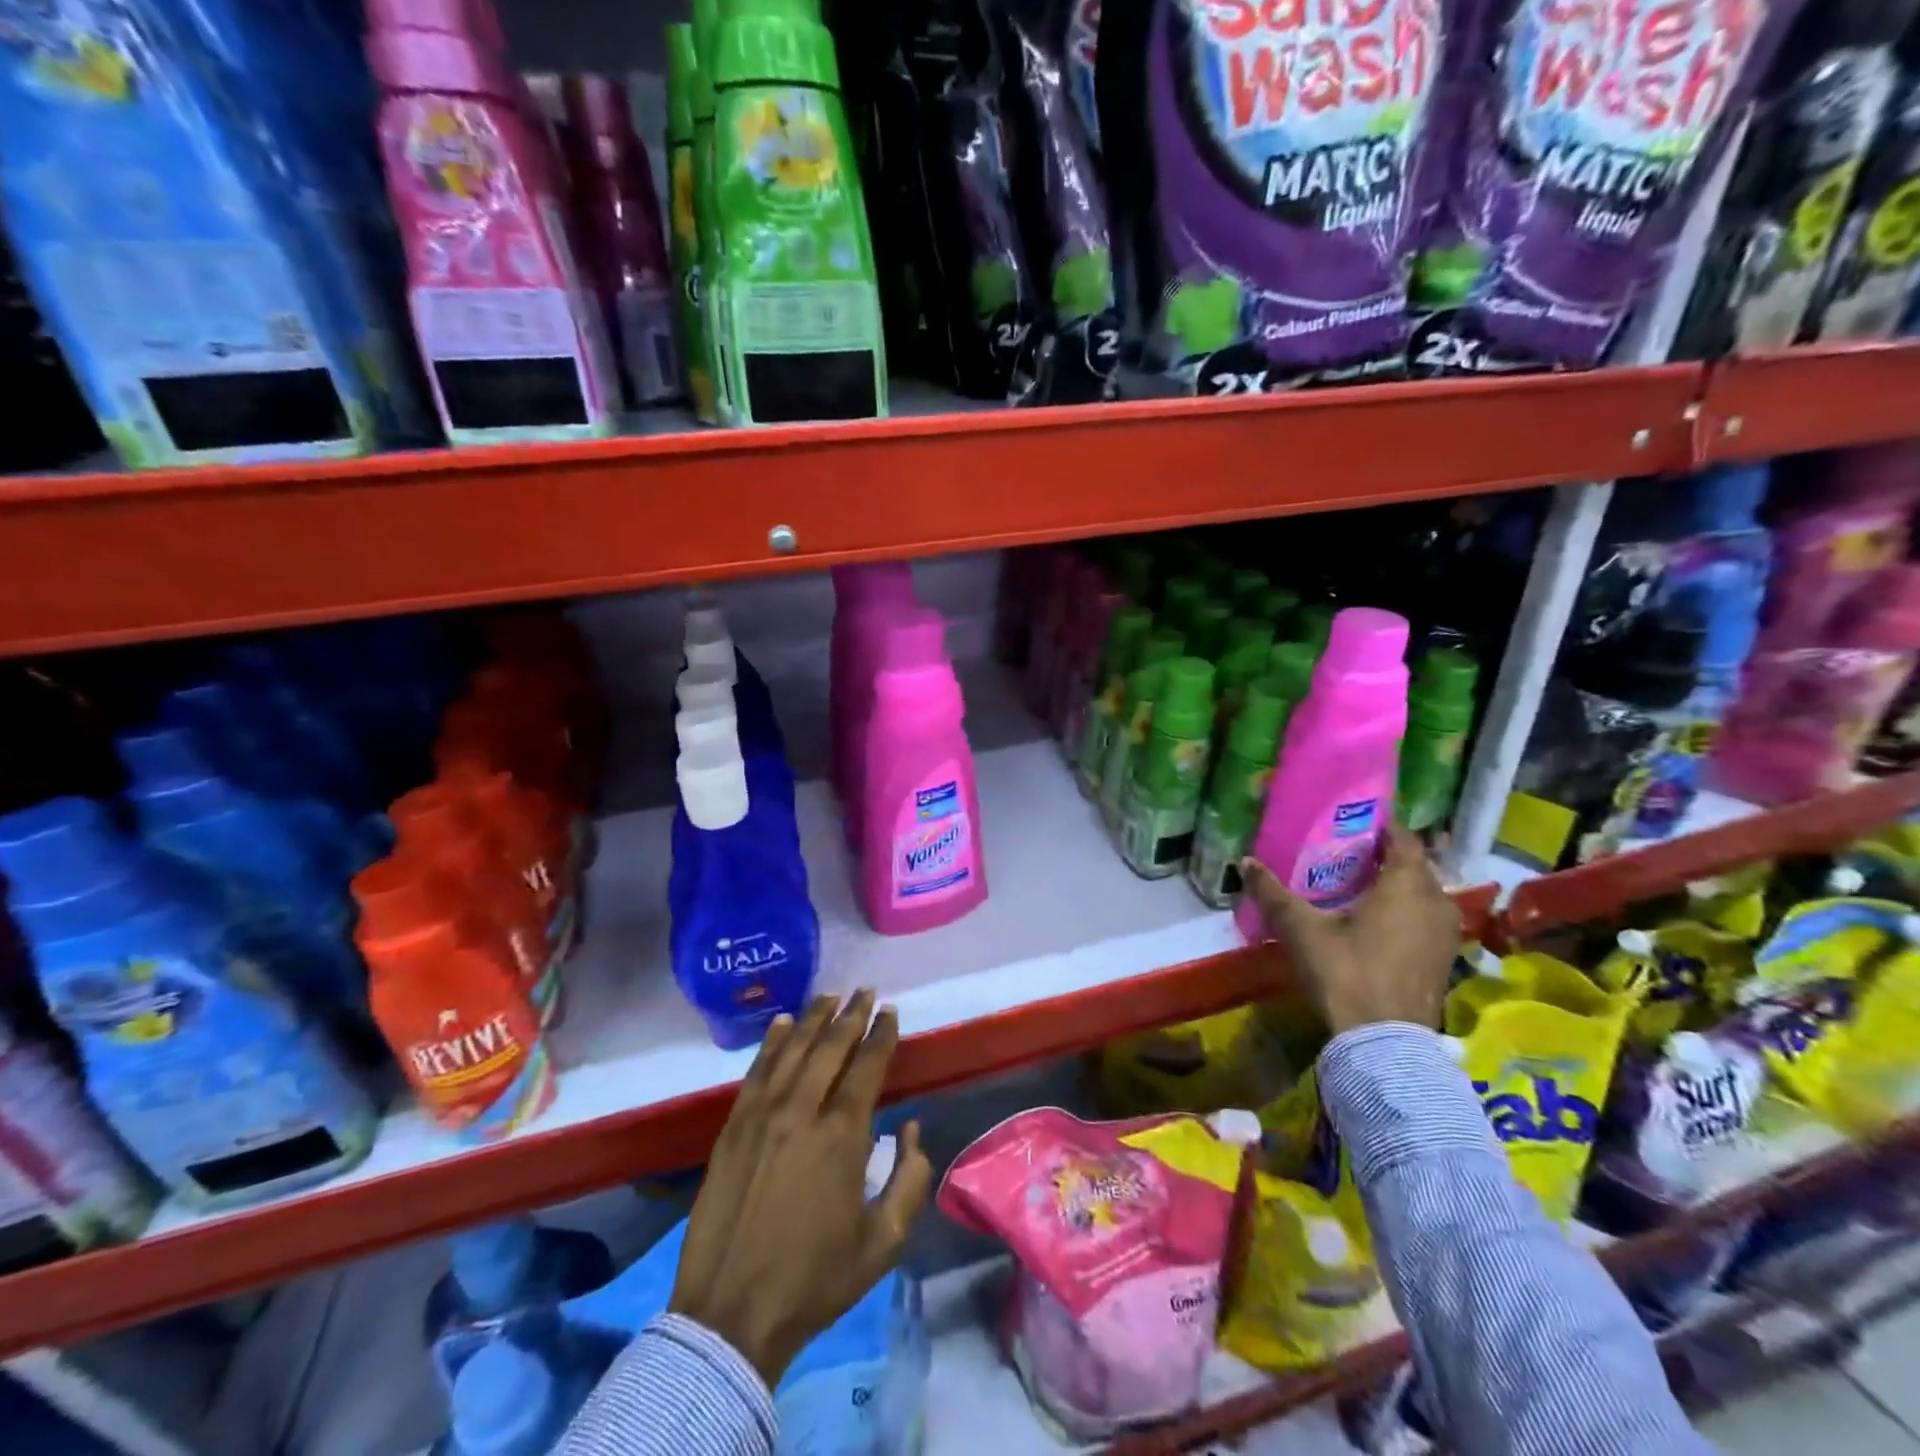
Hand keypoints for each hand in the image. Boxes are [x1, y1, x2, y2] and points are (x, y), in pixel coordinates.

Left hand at [670, 990, 932, 1385]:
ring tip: (831, 995)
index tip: (890, 1012)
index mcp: (842, 1136)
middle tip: (865, 990)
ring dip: (814, 1019)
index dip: (881, 1035)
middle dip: (851, 1015)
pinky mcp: (732, 1128)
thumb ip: (909, 1180)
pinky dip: (772, 1043)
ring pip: (793, 1050)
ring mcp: (761, 1116)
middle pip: (830, 1047)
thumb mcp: (883, 1243)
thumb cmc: (814, 1281)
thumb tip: (912, 1129)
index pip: (867, 1066)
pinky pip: (757, 1071)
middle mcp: (802, 1111)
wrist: (730, 1315)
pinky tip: (782, 1024)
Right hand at [1240, 822, 1458, 1035]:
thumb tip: (1245, 862)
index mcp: (1408, 885)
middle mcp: (1436, 902)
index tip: (1354, 819)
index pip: (1404, 838)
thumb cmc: (1345, 971)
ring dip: (1397, 885)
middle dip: (1385, 855)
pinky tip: (1375, 921)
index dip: (1381, 825)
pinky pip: (1426, 919)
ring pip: (1423, 894)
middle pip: (1415, 865)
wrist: (1384, 1042)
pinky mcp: (1444, 960)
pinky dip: (1405, 911)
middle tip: (1347, 852)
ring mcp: (1445, 934)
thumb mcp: (1301, 928)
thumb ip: (1273, 892)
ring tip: (1359, 884)